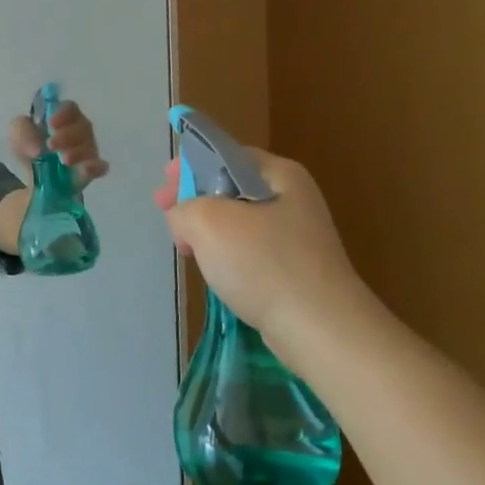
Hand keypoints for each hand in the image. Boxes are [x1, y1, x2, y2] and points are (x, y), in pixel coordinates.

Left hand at [8, 101, 109, 187]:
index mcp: (63, 117)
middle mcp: (79, 131)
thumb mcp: (17, 133)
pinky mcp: (90, 171)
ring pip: (90, 146)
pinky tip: (87, 169)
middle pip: (83, 126)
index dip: (63, 113)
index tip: (51, 124)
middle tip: (51, 145)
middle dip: (68, 135)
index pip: (70, 108)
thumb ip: (21, 131)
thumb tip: (37, 150)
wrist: (31, 177)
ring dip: (77, 152)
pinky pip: (99, 167)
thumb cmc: (29, 147)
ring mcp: (87, 151)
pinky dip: (95, 167)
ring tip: (63, 160)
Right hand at [155, 148, 370, 343]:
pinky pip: (250, 249)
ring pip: (238, 220)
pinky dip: (226, 253)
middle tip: (166, 213)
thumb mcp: (208, 222)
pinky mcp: (295, 268)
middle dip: (194, 198)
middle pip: (231, 186)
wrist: (320, 329)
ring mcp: (297, 235)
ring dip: (207, 228)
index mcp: (280, 174)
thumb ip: (183, 208)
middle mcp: (293, 198)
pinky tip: (212, 269)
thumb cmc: (264, 263)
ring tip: (184, 245)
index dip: (190, 164)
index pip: (226, 154)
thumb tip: (182, 219)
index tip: (165, 184)